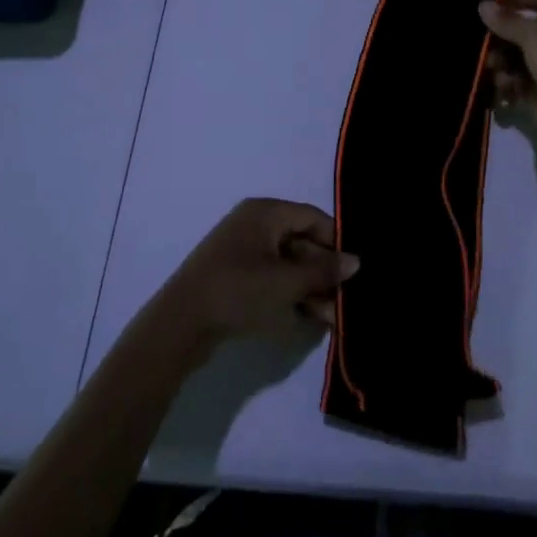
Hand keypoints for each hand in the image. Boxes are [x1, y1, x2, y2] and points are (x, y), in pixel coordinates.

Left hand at [159, 198, 359, 350]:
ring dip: (310, 289)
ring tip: (329, 320)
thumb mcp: (287, 282)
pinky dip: (289, 295)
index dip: (336, 242)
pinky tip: (307, 320)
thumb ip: (324, 271)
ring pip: (287, 264)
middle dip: (324, 274)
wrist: (181, 323)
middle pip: (301, 242)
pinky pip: (271, 279)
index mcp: (265, 212)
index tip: (355, 270)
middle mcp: (254, 224)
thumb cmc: (239, 291)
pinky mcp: (234, 277)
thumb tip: (356, 261)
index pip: (312, 217)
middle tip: (344, 304)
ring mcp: (242, 251)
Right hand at [479, 0, 536, 147]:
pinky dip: (505, 85)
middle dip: (500, 36)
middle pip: (522, 32)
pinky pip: (514, 84)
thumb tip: (483, 4)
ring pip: (515, 59)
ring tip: (492, 68)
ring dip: (499, 62)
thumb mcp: (536, 35)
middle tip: (479, 41)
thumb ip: (507, 20)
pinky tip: (501, 88)